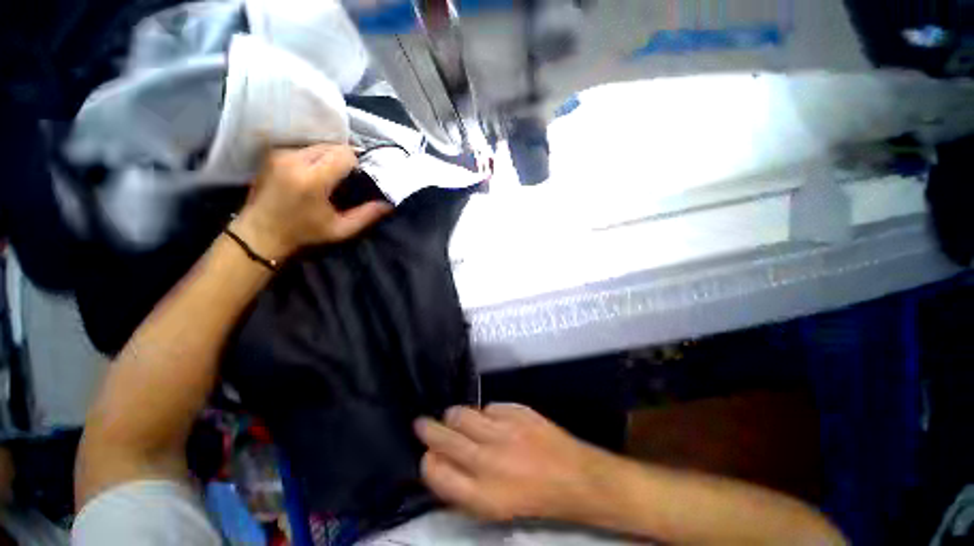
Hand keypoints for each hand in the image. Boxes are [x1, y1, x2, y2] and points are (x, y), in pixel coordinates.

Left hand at [231, 144, 391, 259]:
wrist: (260, 232)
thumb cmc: (304, 233)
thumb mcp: (340, 229)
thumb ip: (367, 215)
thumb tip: (388, 204)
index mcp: (312, 180)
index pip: (344, 154)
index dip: (356, 164)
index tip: (357, 178)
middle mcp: (295, 160)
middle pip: (332, 146)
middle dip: (344, 159)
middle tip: (347, 178)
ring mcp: (281, 154)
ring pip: (319, 145)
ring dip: (330, 157)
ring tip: (330, 177)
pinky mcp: (273, 153)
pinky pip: (304, 148)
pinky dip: (315, 157)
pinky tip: (313, 174)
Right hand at [414, 404, 608, 521]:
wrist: (572, 476)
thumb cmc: (532, 499)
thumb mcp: (493, 509)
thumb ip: (462, 488)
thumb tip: (439, 462)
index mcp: (481, 494)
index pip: (436, 471)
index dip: (427, 460)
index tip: (428, 454)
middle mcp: (488, 460)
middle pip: (444, 437)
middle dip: (428, 429)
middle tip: (422, 423)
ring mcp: (504, 431)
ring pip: (462, 414)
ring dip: (454, 417)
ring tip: (454, 418)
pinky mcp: (517, 412)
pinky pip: (489, 406)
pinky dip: (485, 413)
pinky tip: (491, 420)